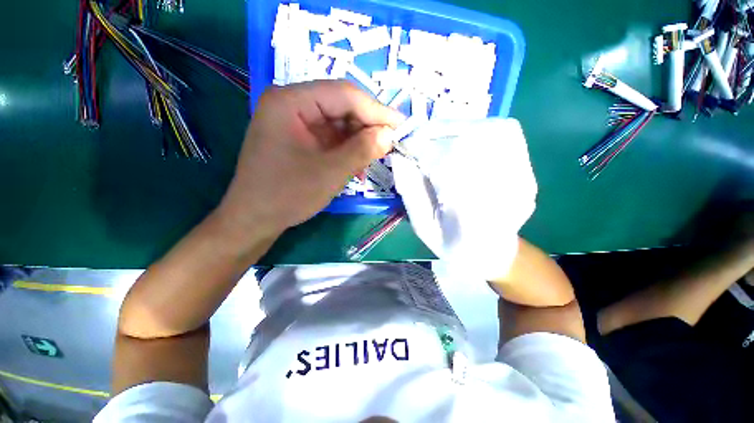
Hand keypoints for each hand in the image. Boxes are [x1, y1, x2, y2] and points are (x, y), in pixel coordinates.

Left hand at [217, 81, 404, 235]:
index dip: (376, 110)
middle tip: (388, 145)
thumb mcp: (330, 172)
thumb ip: (362, 150)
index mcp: (290, 101)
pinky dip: (347, 149)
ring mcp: (294, 121)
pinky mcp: (299, 137)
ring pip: (338, 123)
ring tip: (372, 159)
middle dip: (367, 127)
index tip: (400, 126)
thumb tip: (389, 134)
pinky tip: (356, 166)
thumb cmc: (287, 194)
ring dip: (358, 141)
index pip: (344, 94)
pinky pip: (331, 137)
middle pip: (341, 106)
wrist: (255, 218)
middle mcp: (291, 103)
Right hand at [392, 118, 537, 279]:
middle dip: (434, 134)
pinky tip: (460, 143)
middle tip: (417, 141)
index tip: (402, 145)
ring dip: (453, 130)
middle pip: (467, 140)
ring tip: (436, 142)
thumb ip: (410, 190)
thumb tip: (399, 154)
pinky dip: (474, 130)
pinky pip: (502, 131)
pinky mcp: (527, 166)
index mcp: (472, 213)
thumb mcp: (422, 225)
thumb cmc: (453, 244)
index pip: (445, 163)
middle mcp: (504, 189)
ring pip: (487, 129)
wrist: (494, 252)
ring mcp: (522, 175)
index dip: (420, 148)